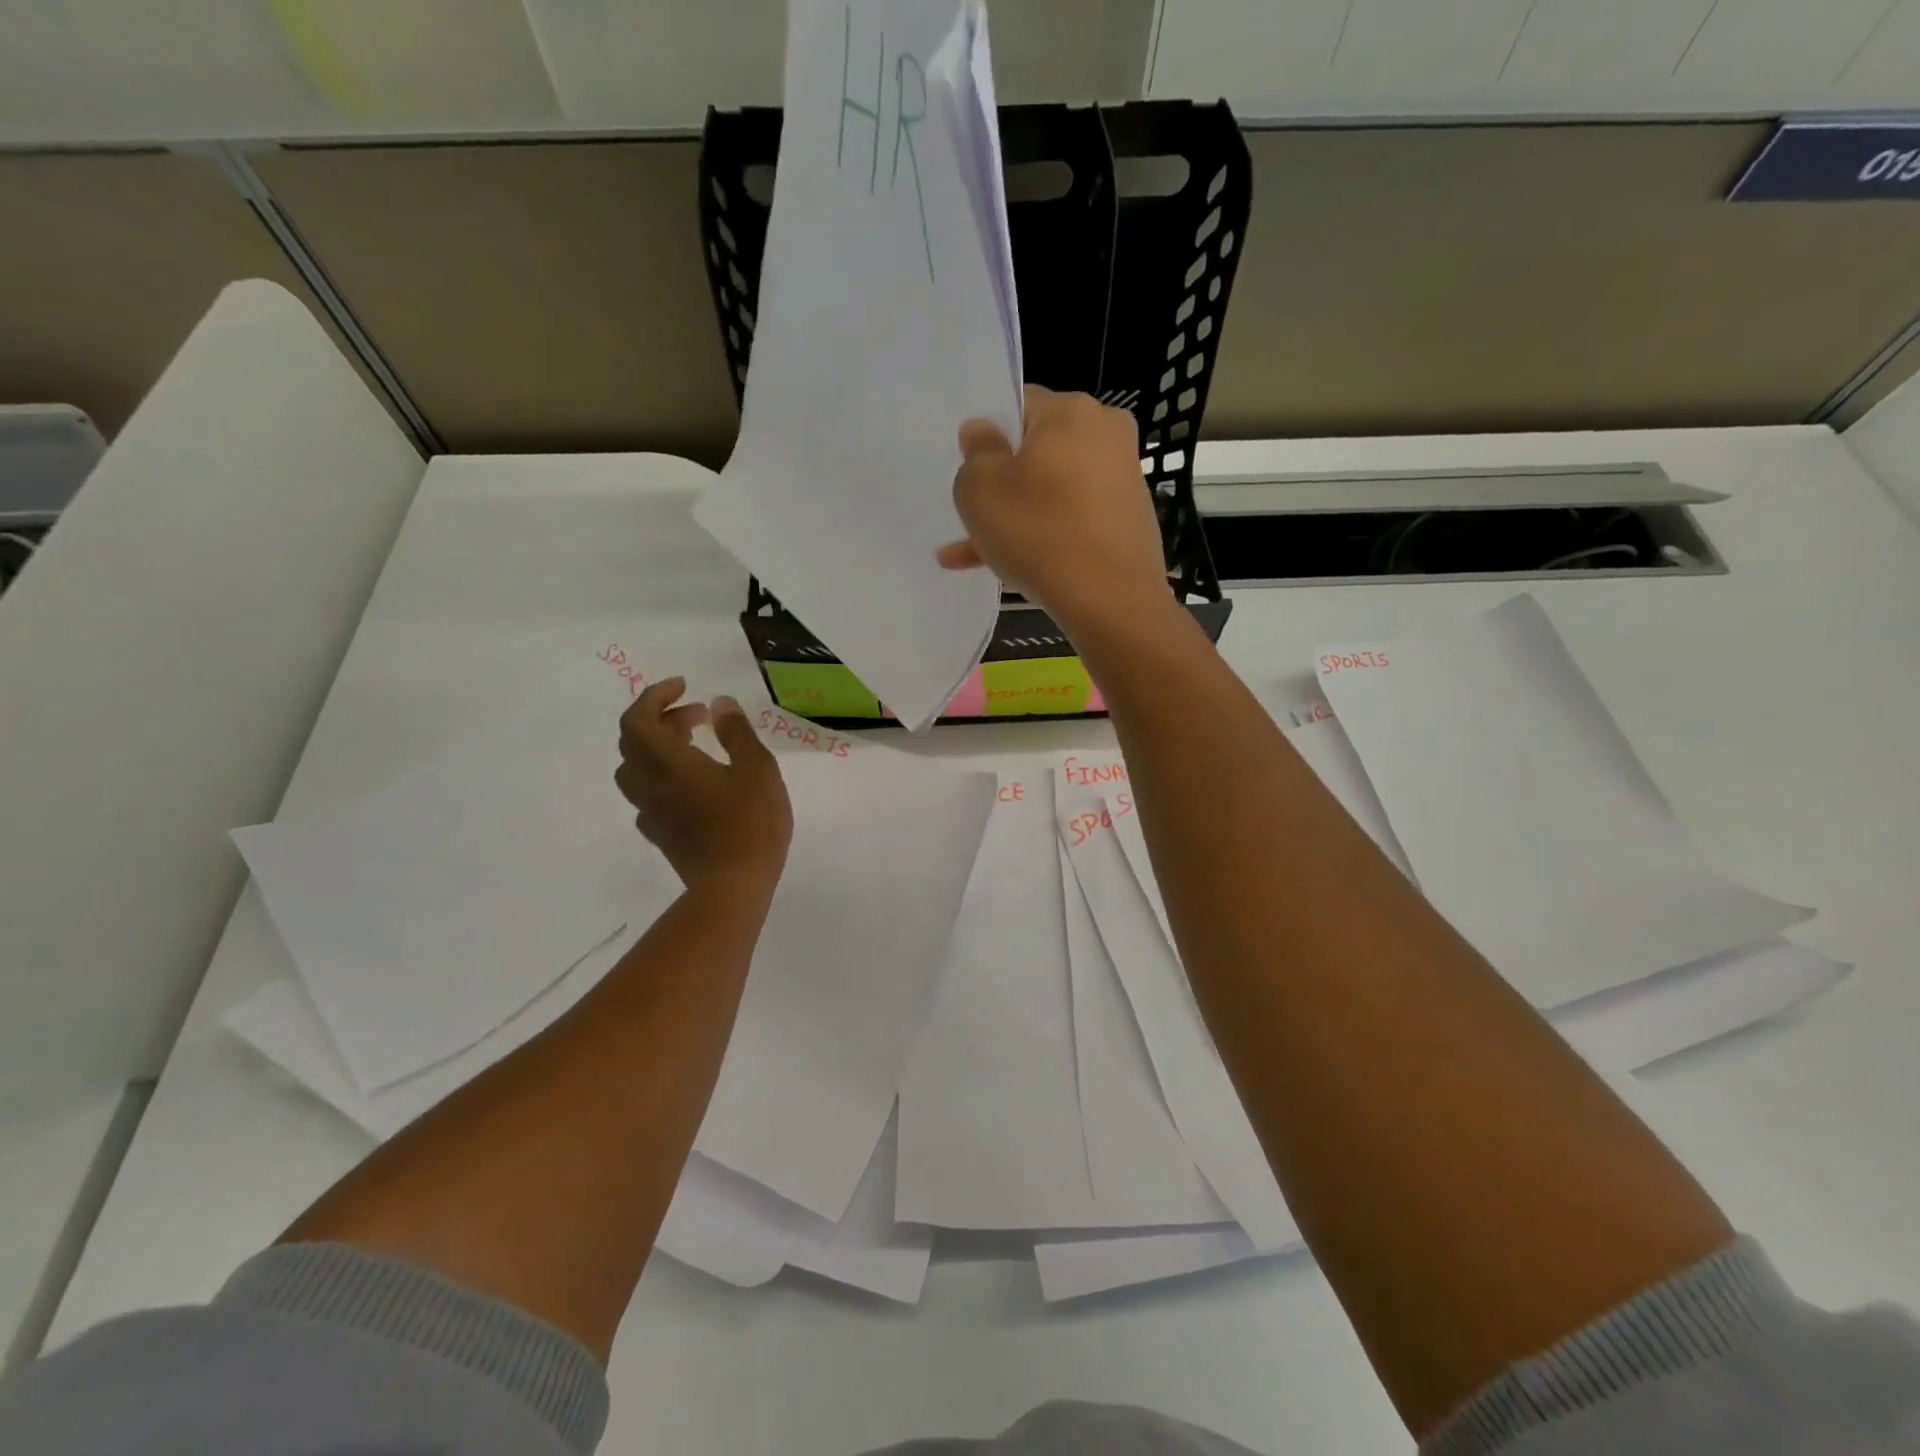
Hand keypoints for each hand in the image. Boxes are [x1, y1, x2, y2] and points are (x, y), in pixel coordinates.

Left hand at [615, 679, 792, 894]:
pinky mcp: (661, 834)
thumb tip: (719, 704)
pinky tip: (694, 785)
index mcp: (670, 764)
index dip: (655, 697)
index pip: (638, 720)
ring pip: (636, 769)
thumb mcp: (757, 769)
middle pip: (634, 742)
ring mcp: (652, 812)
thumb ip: (737, 733)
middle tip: (700, 716)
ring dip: (658, 748)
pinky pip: (648, 795)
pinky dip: (664, 776)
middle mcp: (651, 785)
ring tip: (694, 746)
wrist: (733, 887)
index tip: (685, 687)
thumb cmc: (750, 824)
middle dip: (662, 719)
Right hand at [937, 385, 1172, 639]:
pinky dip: (1044, 537)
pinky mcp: (1129, 521)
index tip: (971, 473)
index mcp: (1071, 411)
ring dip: (1014, 519)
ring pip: (1051, 493)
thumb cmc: (1038, 532)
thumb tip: (984, 432)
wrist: (1110, 600)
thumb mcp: (979, 489)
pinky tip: (1010, 570)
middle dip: (1001, 486)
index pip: (1019, 406)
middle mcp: (1106, 434)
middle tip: (970, 519)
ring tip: (972, 557)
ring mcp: (1122, 480)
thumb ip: (976, 452)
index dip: (988, 438)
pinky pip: (1073, 520)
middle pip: (1037, 453)